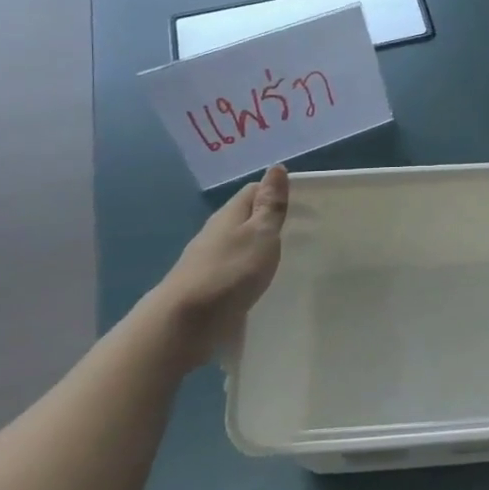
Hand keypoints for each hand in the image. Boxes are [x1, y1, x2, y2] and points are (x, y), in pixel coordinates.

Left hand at [155, 166, 289, 362]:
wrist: (185, 322)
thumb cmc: (230, 271)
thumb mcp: (260, 234)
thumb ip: (270, 204)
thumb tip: (276, 167)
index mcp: (229, 215)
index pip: (254, 191)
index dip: (276, 192)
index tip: (303, 204)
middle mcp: (216, 233)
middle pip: (245, 217)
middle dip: (269, 220)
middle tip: (301, 231)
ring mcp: (208, 260)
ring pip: (239, 244)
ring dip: (259, 246)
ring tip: (286, 257)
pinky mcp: (207, 287)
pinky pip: (234, 269)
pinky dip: (249, 269)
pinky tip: (260, 281)